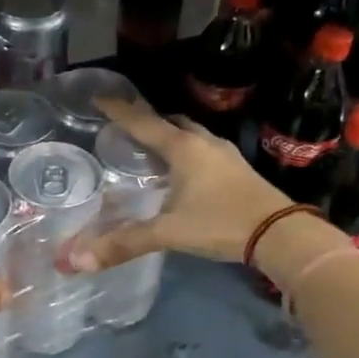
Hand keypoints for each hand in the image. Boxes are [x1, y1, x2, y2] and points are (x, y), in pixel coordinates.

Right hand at [69, 98, 293, 269]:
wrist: (282, 234)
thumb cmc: (221, 224)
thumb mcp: (169, 232)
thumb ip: (124, 243)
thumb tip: (75, 261)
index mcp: (184, 148)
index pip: (143, 123)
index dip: (119, 111)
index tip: (98, 97)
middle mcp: (204, 143)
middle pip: (170, 122)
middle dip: (146, 121)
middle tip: (124, 126)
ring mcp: (225, 155)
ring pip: (190, 134)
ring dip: (169, 135)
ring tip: (149, 146)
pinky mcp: (238, 169)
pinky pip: (203, 149)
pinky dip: (185, 151)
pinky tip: (181, 170)